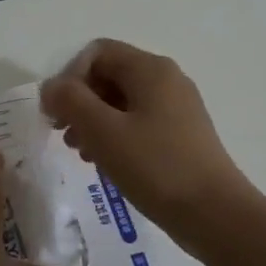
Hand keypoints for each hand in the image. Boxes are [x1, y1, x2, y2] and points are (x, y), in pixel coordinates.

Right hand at [40, 39, 256, 240]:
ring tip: (81, 153)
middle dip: (79, 102)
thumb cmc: (155, 167)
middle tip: (64, 135)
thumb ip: (71, 101)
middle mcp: (166, 80)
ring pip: (121, 102)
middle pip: (109, 75)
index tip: (56, 114)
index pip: (97, 53)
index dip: (69, 77)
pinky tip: (105, 163)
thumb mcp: (103, 131)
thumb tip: (52, 87)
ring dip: (93, 122)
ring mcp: (176, 108)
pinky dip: (114, 136)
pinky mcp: (180, 135)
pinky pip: (137, 123)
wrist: (213, 213)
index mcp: (150, 70)